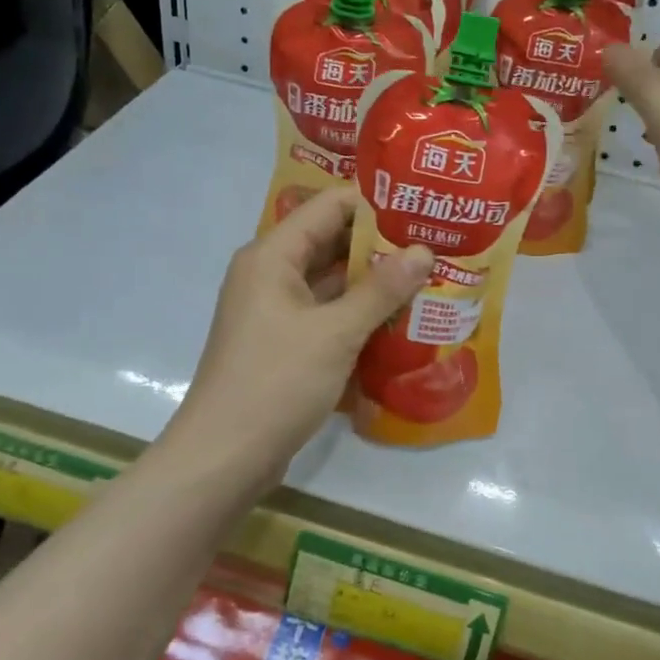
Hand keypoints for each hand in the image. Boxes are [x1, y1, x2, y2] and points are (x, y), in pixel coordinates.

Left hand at [169, 187, 431, 488]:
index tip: (422, 206)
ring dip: (373, 281)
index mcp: (272, 256)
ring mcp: (276, 310)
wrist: (224, 457)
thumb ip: (381, 290)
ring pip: (331, 281)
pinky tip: (400, 318)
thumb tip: (423, 251)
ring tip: (428, 276)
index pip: (329, 206)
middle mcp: (271, 274)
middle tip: (435, 243)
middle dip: (381, 244)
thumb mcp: (335, 332)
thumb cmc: (277, 382)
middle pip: (331, 242)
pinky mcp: (284, 342)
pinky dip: (358, 313)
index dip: (375, 203)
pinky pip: (326, 313)